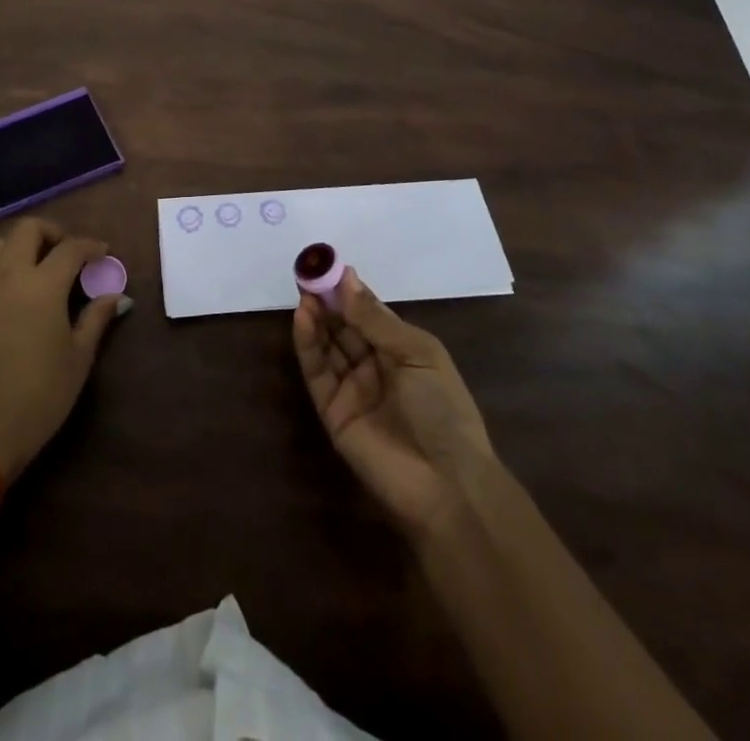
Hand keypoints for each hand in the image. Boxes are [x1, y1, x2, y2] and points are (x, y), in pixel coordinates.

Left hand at [0, 219, 125, 481]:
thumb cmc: (41, 394)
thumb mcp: (79, 357)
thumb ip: (96, 318)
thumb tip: (115, 296)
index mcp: (43, 285)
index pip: (70, 248)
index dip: (91, 246)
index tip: (104, 254)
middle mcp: (11, 276)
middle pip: (28, 230)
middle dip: (53, 232)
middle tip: (71, 253)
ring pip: (2, 243)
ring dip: (25, 244)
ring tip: (45, 266)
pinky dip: (9, 263)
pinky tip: (25, 290)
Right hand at [293, 267, 497, 537]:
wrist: (446, 485)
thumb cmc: (443, 409)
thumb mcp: (417, 354)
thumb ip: (376, 319)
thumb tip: (347, 278)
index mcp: (402, 350)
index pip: (369, 312)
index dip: (349, 290)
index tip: (330, 265)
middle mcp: (375, 366)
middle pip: (344, 326)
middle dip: (328, 300)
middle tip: (308, 273)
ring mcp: (352, 389)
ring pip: (328, 345)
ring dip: (315, 318)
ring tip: (304, 292)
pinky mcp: (332, 412)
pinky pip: (317, 372)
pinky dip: (307, 345)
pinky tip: (302, 318)